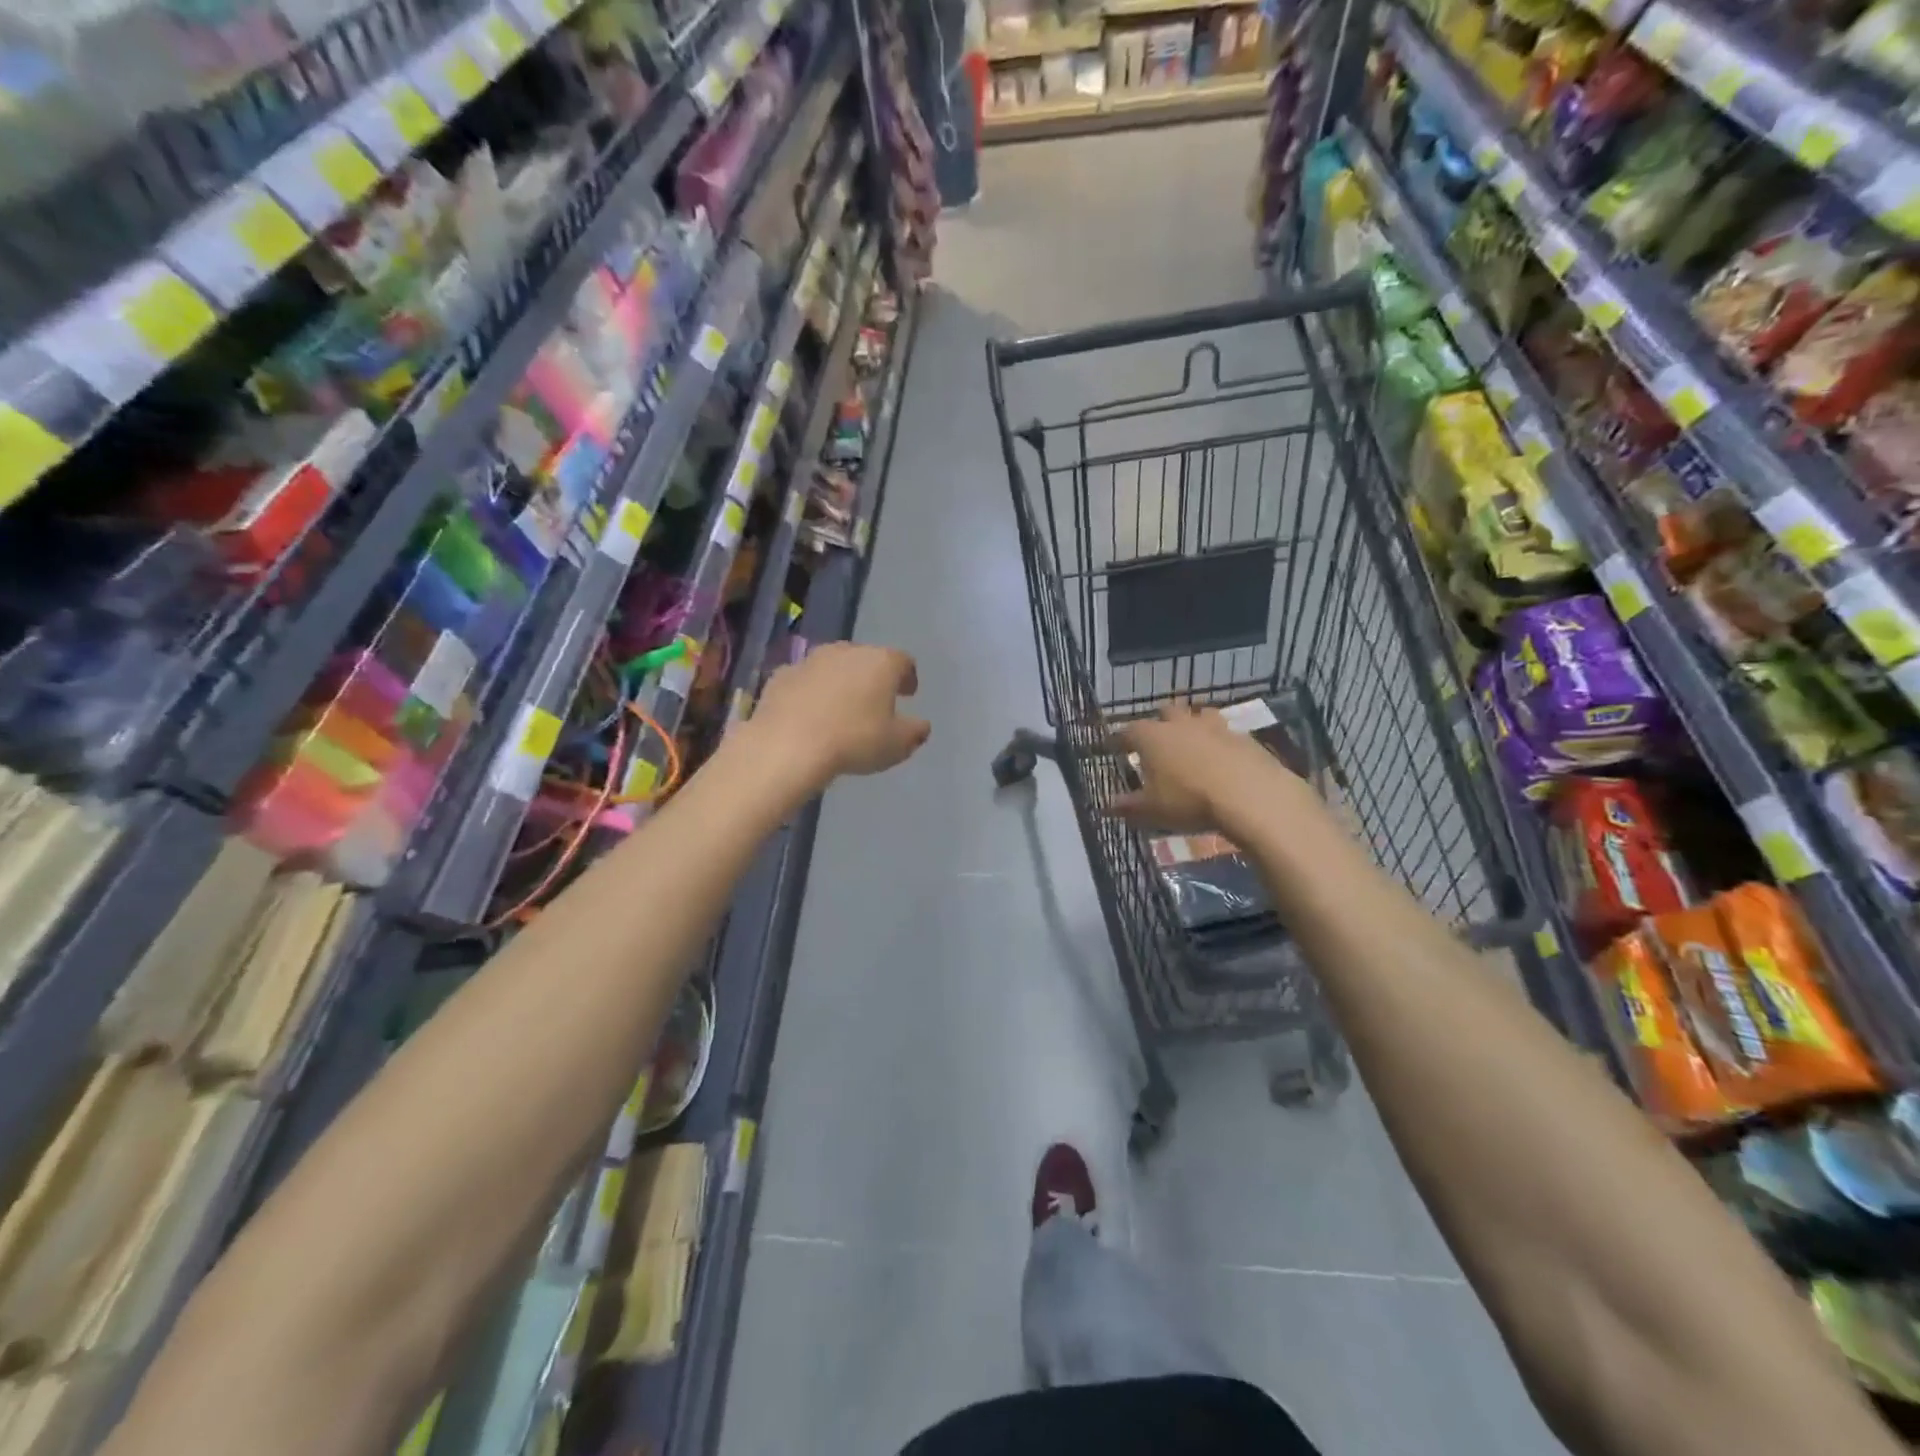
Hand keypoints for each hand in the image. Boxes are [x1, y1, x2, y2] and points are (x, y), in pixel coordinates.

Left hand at [750, 643, 929, 785]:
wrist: (788, 745)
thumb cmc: (854, 741)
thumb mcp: (896, 745)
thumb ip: (914, 732)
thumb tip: (922, 725)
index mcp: (881, 662)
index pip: (903, 661)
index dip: (908, 677)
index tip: (908, 694)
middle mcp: (847, 651)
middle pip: (867, 659)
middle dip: (872, 678)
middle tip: (875, 702)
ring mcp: (810, 660)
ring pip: (833, 666)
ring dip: (840, 682)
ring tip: (841, 709)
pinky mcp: (781, 675)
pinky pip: (804, 680)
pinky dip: (810, 692)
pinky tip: (809, 714)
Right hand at [1110, 703, 1277, 833]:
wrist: (1250, 796)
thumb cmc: (1189, 800)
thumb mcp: (1151, 810)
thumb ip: (1128, 806)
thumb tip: (1107, 806)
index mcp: (1152, 737)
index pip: (1126, 731)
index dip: (1117, 739)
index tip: (1111, 747)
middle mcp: (1180, 724)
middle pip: (1165, 712)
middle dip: (1158, 723)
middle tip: (1156, 741)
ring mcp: (1215, 727)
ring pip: (1199, 715)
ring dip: (1192, 725)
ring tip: (1191, 743)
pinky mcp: (1243, 737)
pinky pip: (1226, 733)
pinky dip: (1220, 742)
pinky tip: (1222, 758)